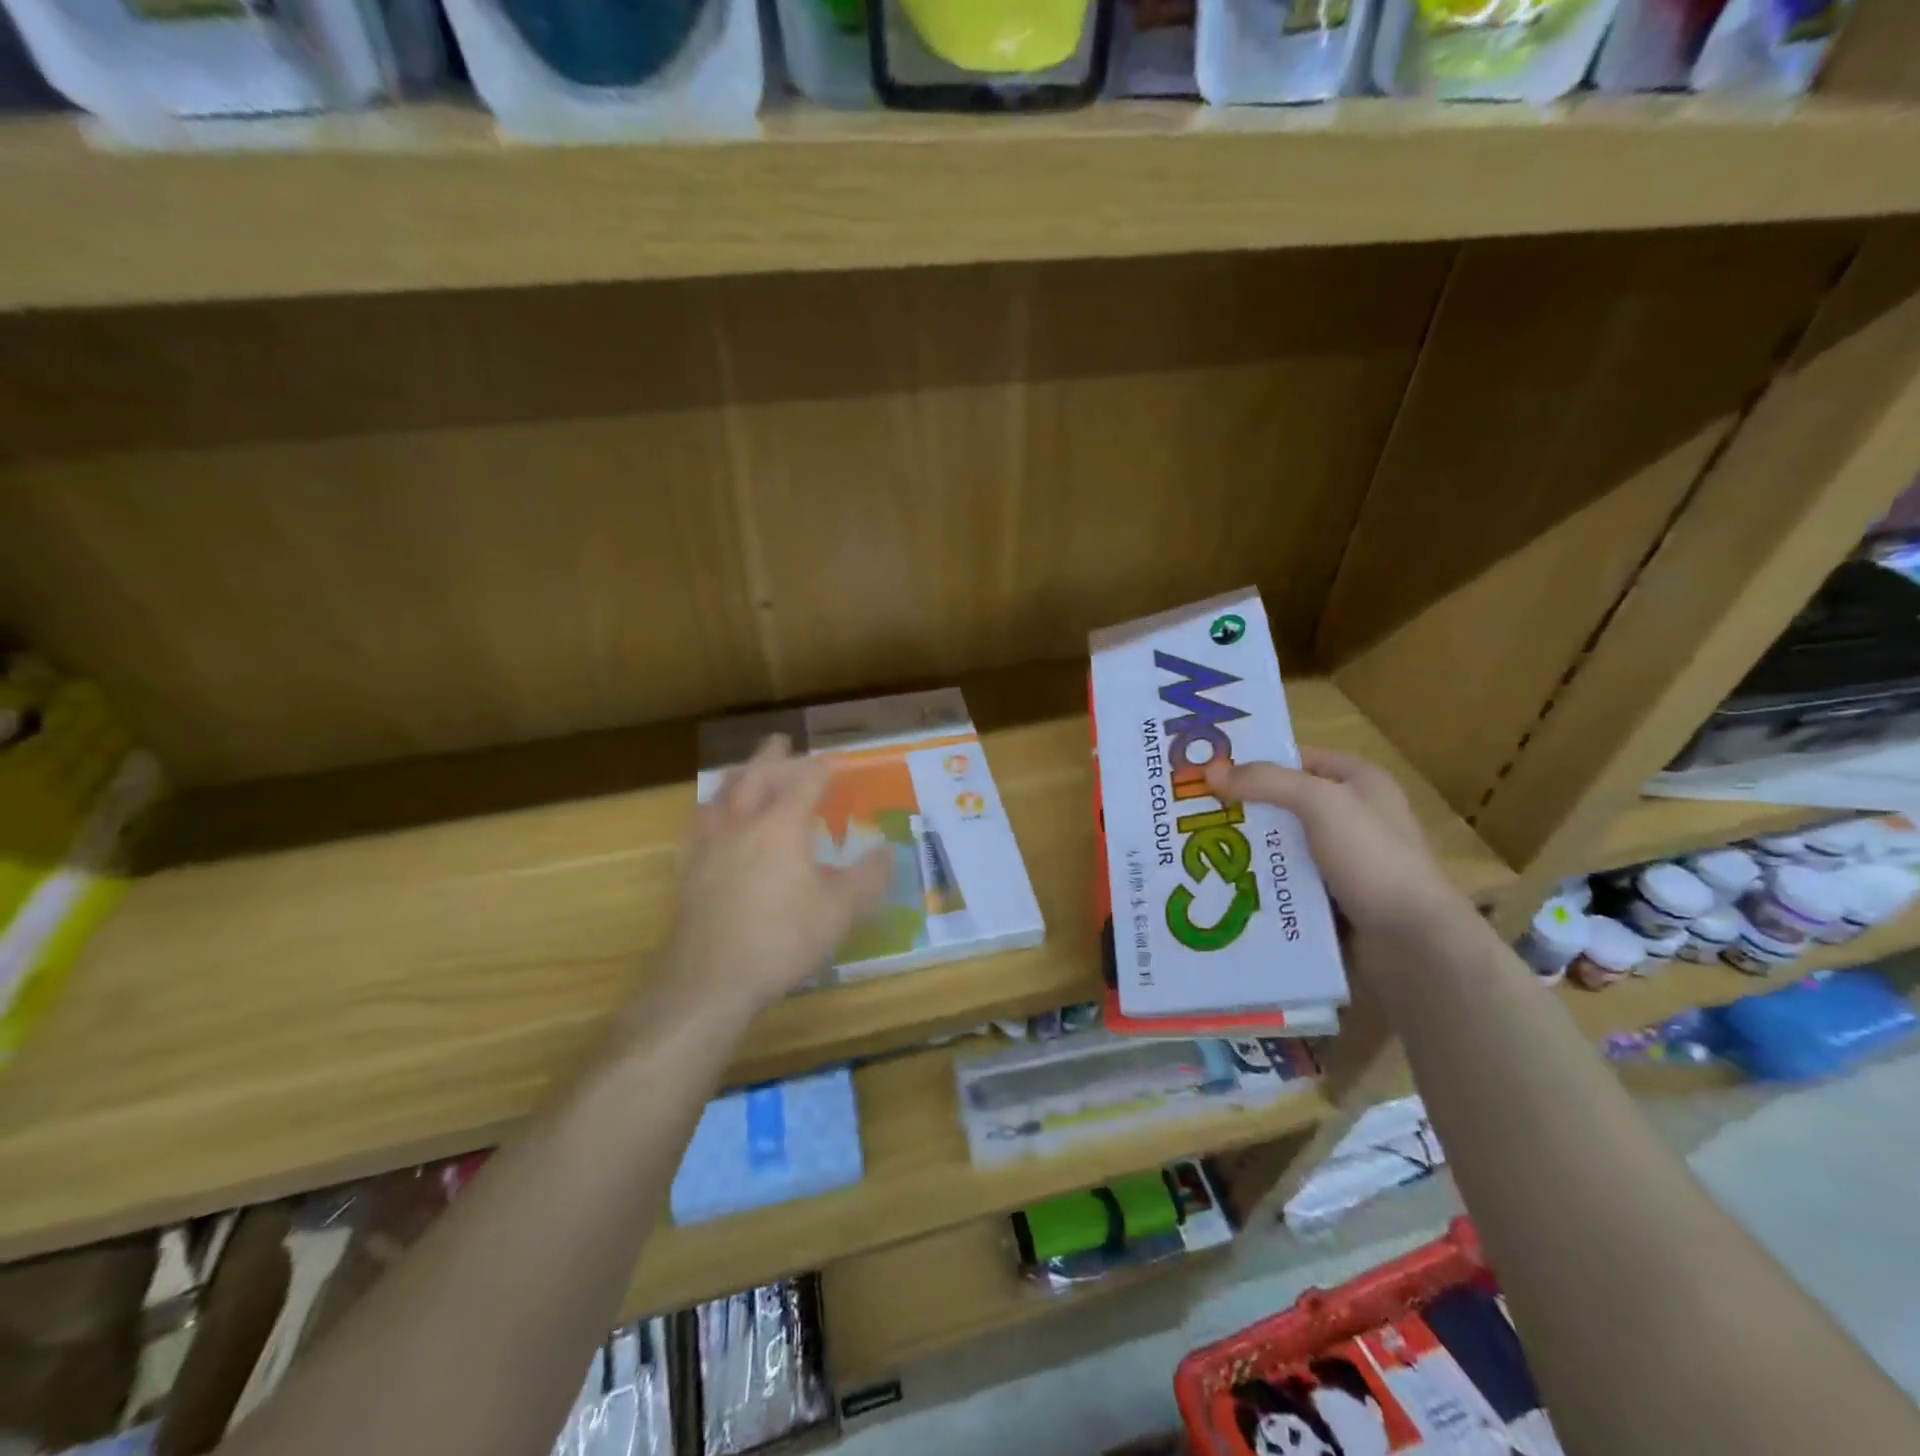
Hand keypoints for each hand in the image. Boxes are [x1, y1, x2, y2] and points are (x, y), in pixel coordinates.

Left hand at [662, 736, 890, 1019]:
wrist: (711, 979)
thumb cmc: (783, 939)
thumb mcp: (840, 910)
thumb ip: (868, 878)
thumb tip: (887, 852)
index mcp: (781, 825)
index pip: (804, 783)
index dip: (821, 769)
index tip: (833, 763)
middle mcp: (742, 823)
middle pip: (756, 777)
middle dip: (772, 757)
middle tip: (781, 742)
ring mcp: (709, 845)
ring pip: (721, 796)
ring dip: (737, 777)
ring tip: (743, 771)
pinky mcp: (687, 870)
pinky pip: (697, 826)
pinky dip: (709, 810)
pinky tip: (708, 820)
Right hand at [1203, 749, 1460, 937]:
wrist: (1412, 943)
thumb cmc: (1372, 859)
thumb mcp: (1320, 803)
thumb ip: (1266, 782)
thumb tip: (1210, 772)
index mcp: (1361, 783)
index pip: (1299, 759)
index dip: (1257, 762)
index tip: (1209, 771)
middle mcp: (1352, 818)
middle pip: (1283, 804)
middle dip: (1241, 809)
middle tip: (1191, 814)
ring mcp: (1342, 863)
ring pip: (1280, 847)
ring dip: (1245, 851)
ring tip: (1197, 851)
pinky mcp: (1331, 900)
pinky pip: (1284, 883)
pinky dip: (1258, 884)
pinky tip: (1223, 886)